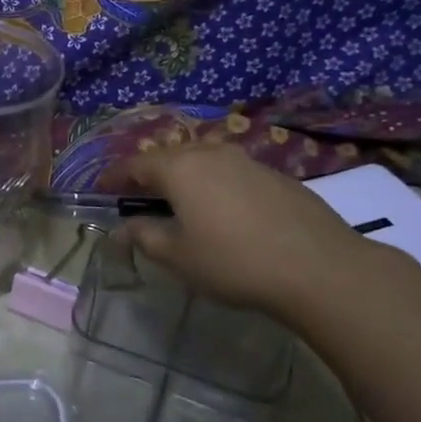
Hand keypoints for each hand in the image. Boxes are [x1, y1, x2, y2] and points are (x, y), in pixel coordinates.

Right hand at [123, 144, 384, 321]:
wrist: (320, 268)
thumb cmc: (234, 262)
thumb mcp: (178, 256)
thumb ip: (144, 237)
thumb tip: (123, 228)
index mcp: (180, 168)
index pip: (135, 164)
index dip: (114, 177)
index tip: (101, 190)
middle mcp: (211, 153)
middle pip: (169, 157)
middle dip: (149, 175)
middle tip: (138, 199)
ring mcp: (247, 160)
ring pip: (202, 162)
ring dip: (184, 179)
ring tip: (179, 205)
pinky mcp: (276, 175)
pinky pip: (230, 173)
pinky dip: (214, 186)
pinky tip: (223, 213)